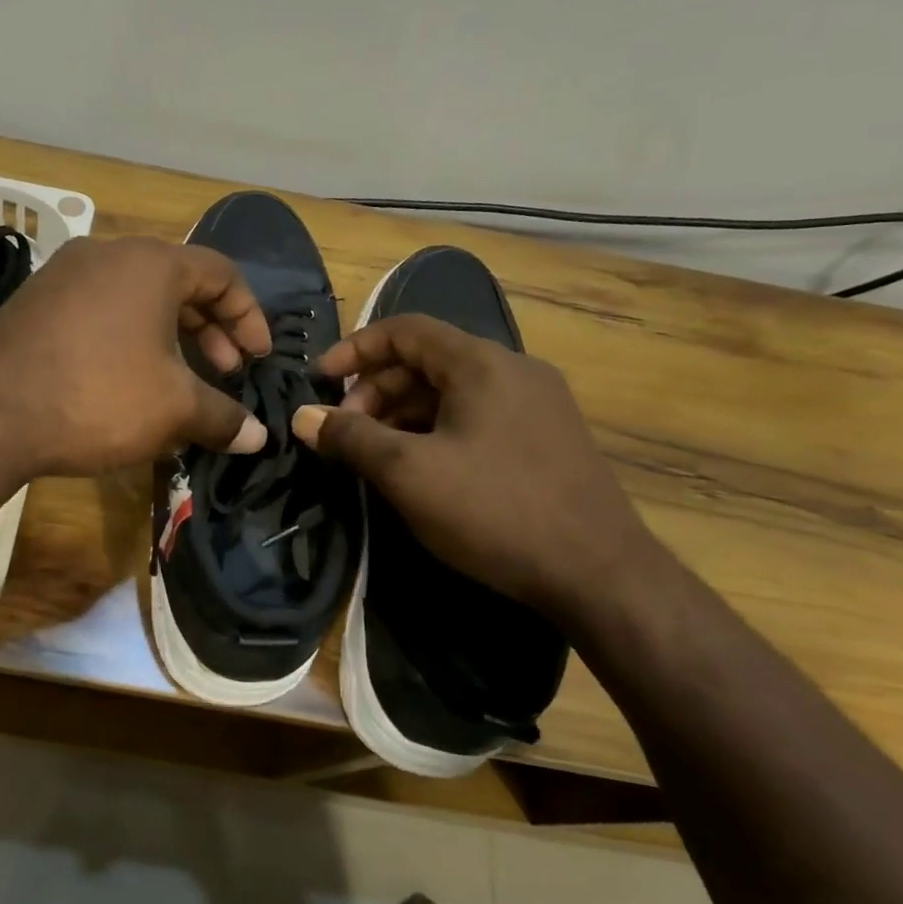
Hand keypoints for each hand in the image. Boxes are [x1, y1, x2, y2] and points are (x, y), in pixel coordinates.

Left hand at [0, 235, 272, 478]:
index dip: (249, 315)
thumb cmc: (97, 397)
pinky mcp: (34, 304)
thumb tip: (260, 437)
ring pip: (136, 300)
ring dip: (170, 339)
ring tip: (180, 385)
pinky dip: (128, 341)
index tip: (258, 358)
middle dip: (210, 331)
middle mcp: (106, 254)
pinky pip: (100, 313)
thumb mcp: (173, 409)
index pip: (221, 272)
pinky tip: (129, 386)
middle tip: (225, 373)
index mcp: (149, 263)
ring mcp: (63, 276)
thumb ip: (223, 417)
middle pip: (178, 283)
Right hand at [292, 314, 656, 617]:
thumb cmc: (494, 511)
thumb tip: (303, 416)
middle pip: (426, 361)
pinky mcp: (547, 438)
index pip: (404, 330)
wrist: (599, 573)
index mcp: (481, 363)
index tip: (318, 381)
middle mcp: (513, 370)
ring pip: (451, 392)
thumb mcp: (408, 473)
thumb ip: (350, 437)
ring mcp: (537, 404)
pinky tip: (421, 470)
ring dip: (404, 415)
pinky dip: (436, 431)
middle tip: (345, 433)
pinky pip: (477, 417)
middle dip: (375, 391)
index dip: (354, 349)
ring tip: (376, 456)